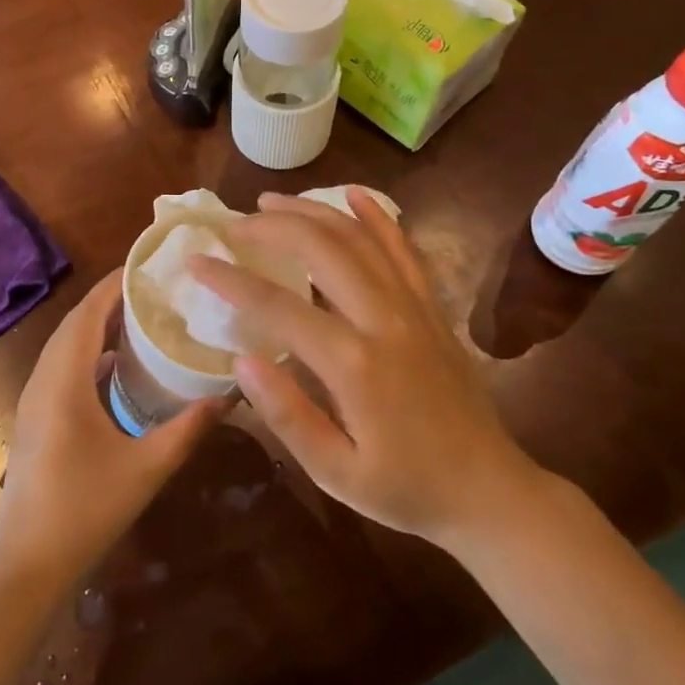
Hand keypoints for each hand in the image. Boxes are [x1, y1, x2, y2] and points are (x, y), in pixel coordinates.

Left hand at [0, 271, 226, 589]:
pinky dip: (89, 354)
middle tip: (153, 289)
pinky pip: (62, 368)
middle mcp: (43, 380)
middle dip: (109, 301)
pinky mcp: (35, 419)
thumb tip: (230, 396)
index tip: (147, 266)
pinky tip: (118, 367)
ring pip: (65, 346)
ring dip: (97, 327)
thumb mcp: (146, 468)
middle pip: (74, 324)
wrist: (27, 564)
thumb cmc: (85, 510)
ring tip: (140, 317)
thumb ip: (188, 429)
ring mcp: (34, 400)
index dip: (113, 285)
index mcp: (63, 381)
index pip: (86, 314)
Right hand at [191, 191, 538, 547]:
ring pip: (359, 238)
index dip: (230, 280)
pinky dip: (377, 217)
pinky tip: (353, 194)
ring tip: (272, 201)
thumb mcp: (336, 473)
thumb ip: (287, 415)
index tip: (196, 261)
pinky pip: (404, 249)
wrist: (489, 491)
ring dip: (312, 211)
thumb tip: (241, 361)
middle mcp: (385, 320)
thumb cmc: (405, 490)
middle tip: (232, 224)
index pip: (277, 306)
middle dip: (270, 228)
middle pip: (321, 249)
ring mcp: (415, 307)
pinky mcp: (433, 307)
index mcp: (354, 364)